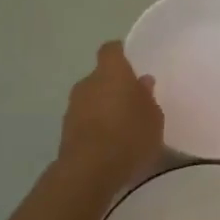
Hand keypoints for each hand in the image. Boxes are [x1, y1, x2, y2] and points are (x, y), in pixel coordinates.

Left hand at [58, 41, 163, 189]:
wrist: (90, 170)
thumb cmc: (129, 135)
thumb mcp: (153, 117)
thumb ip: (147, 97)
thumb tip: (142, 82)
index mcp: (111, 71)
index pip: (111, 50)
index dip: (121, 54)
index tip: (132, 64)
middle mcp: (88, 83)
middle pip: (101, 76)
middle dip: (114, 86)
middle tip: (132, 103)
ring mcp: (73, 106)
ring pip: (91, 98)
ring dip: (103, 107)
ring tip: (122, 127)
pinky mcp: (65, 129)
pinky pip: (85, 119)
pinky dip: (95, 126)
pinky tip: (109, 143)